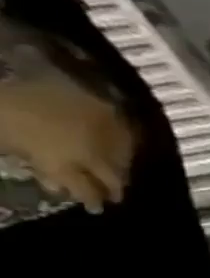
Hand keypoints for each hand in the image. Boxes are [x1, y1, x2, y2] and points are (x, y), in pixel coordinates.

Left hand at [0, 44, 134, 213]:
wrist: (10, 69)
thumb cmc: (5, 111)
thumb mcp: (8, 142)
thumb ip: (39, 165)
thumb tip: (59, 185)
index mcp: (66, 161)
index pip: (90, 189)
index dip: (95, 199)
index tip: (98, 208)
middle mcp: (95, 150)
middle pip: (114, 175)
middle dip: (115, 187)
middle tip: (116, 196)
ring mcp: (107, 129)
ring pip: (125, 157)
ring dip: (123, 167)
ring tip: (120, 174)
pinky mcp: (111, 109)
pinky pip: (128, 135)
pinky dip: (127, 146)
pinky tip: (124, 148)